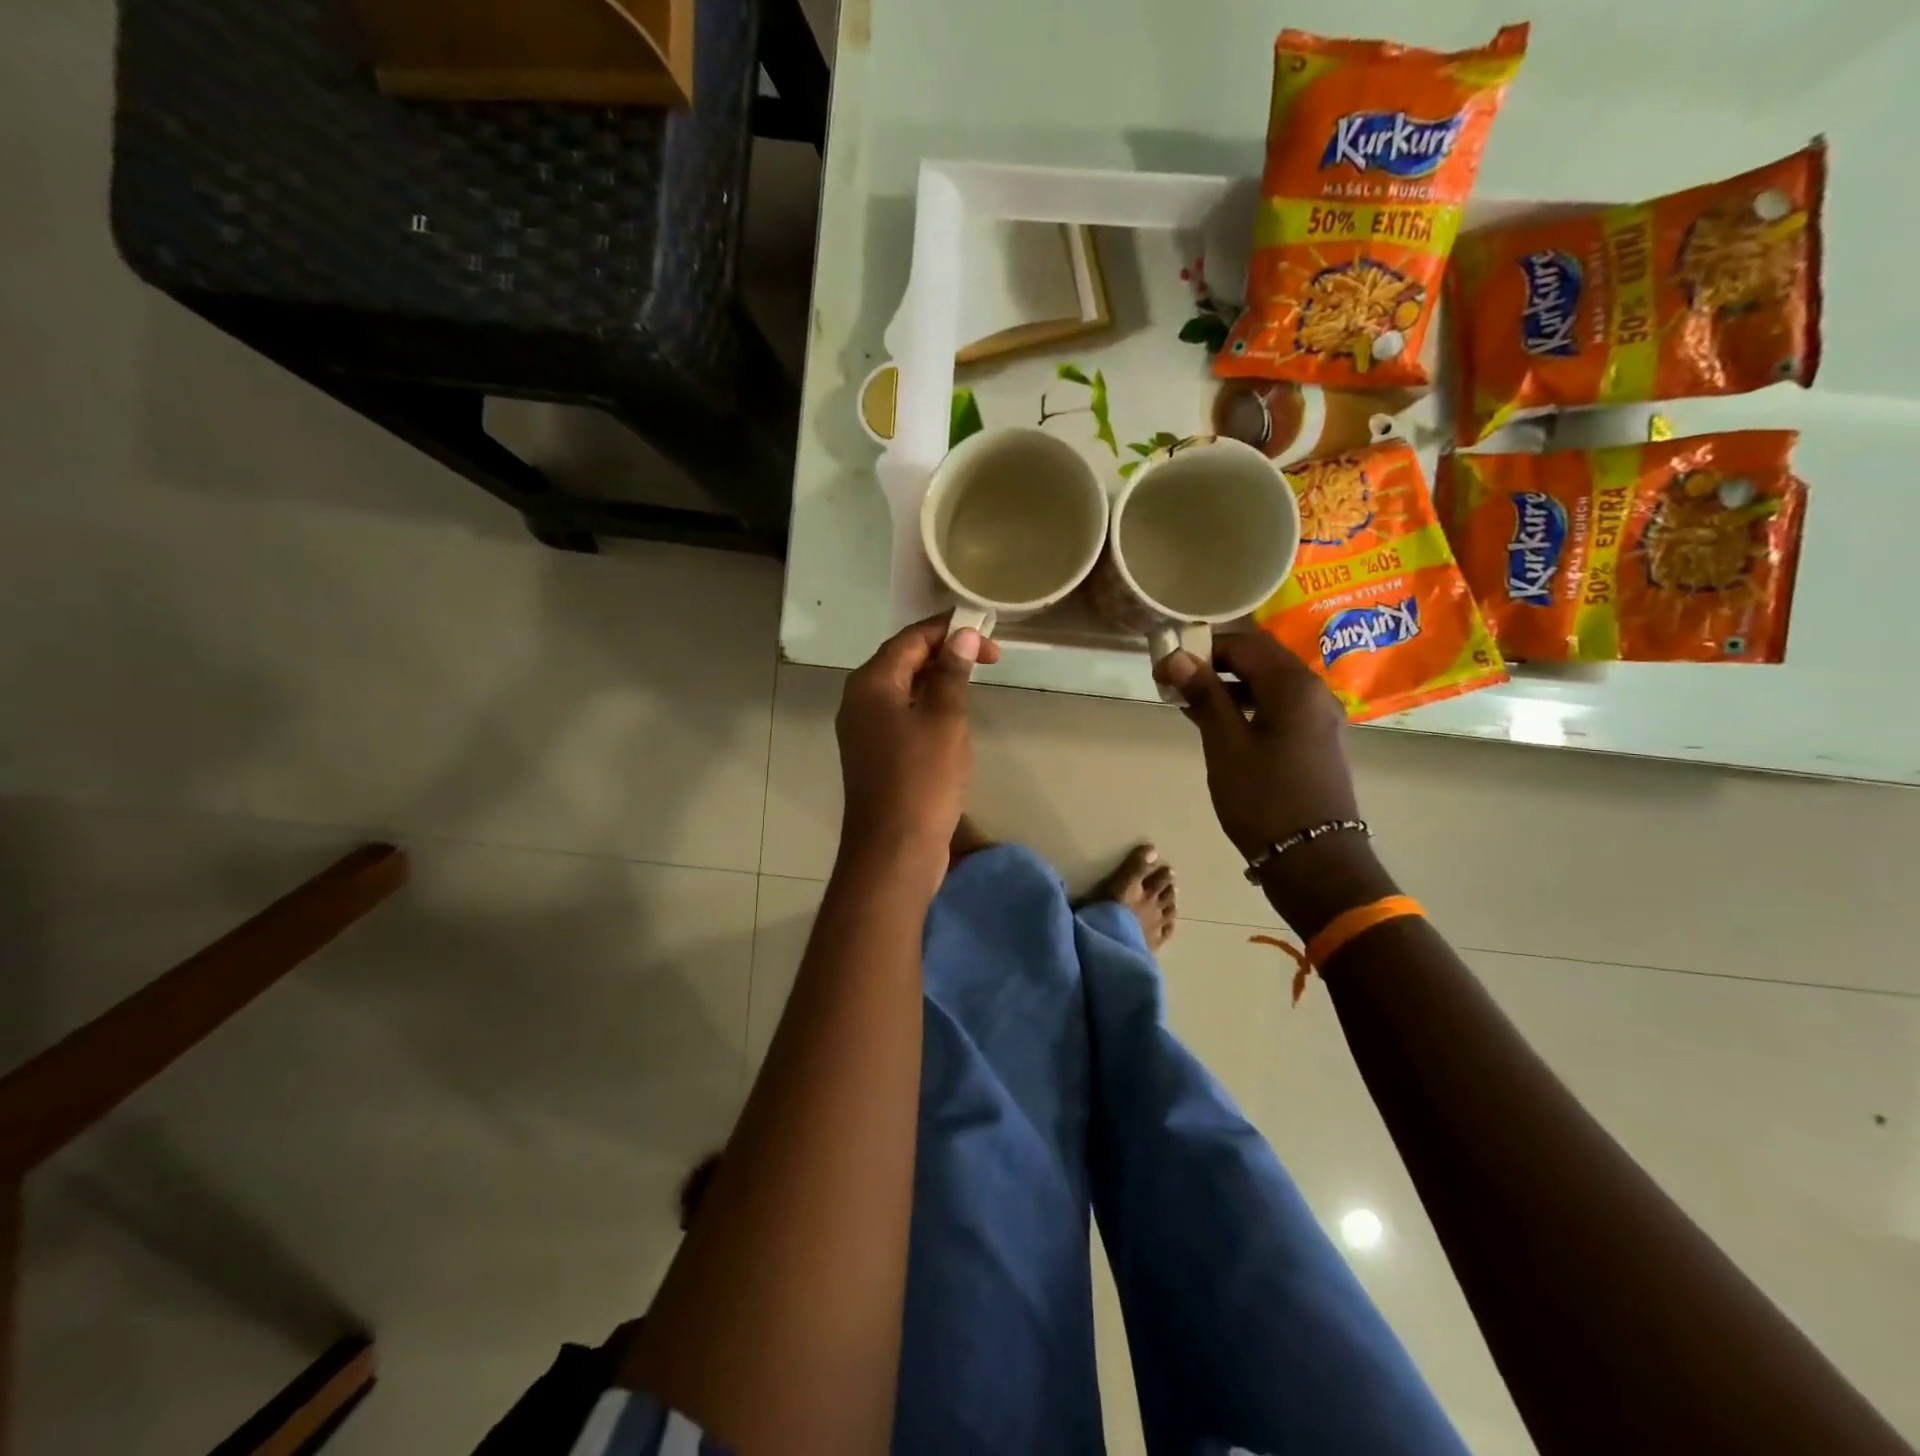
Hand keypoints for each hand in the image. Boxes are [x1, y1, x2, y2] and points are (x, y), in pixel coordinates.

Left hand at [837, 616, 1000, 867]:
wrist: (894, 850)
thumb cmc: (922, 780)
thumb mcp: (944, 719)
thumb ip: (952, 673)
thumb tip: (962, 636)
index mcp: (871, 683)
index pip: (911, 639)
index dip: (950, 630)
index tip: (990, 636)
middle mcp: (859, 700)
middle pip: (903, 660)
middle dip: (945, 653)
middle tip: (990, 660)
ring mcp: (863, 729)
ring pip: (903, 689)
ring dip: (938, 680)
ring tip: (974, 683)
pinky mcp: (874, 754)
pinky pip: (902, 716)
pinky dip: (928, 707)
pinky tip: (952, 718)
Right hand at [1156, 633, 1358, 857]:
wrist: (1314, 860)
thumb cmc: (1264, 798)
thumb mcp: (1226, 745)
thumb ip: (1205, 696)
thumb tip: (1177, 657)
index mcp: (1294, 686)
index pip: (1245, 644)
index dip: (1202, 649)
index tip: (1166, 667)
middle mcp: (1314, 692)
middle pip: (1261, 659)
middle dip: (1216, 665)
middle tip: (1176, 684)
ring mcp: (1320, 717)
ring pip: (1270, 684)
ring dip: (1230, 686)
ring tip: (1190, 705)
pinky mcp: (1316, 740)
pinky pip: (1279, 707)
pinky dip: (1248, 706)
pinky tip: (1220, 724)